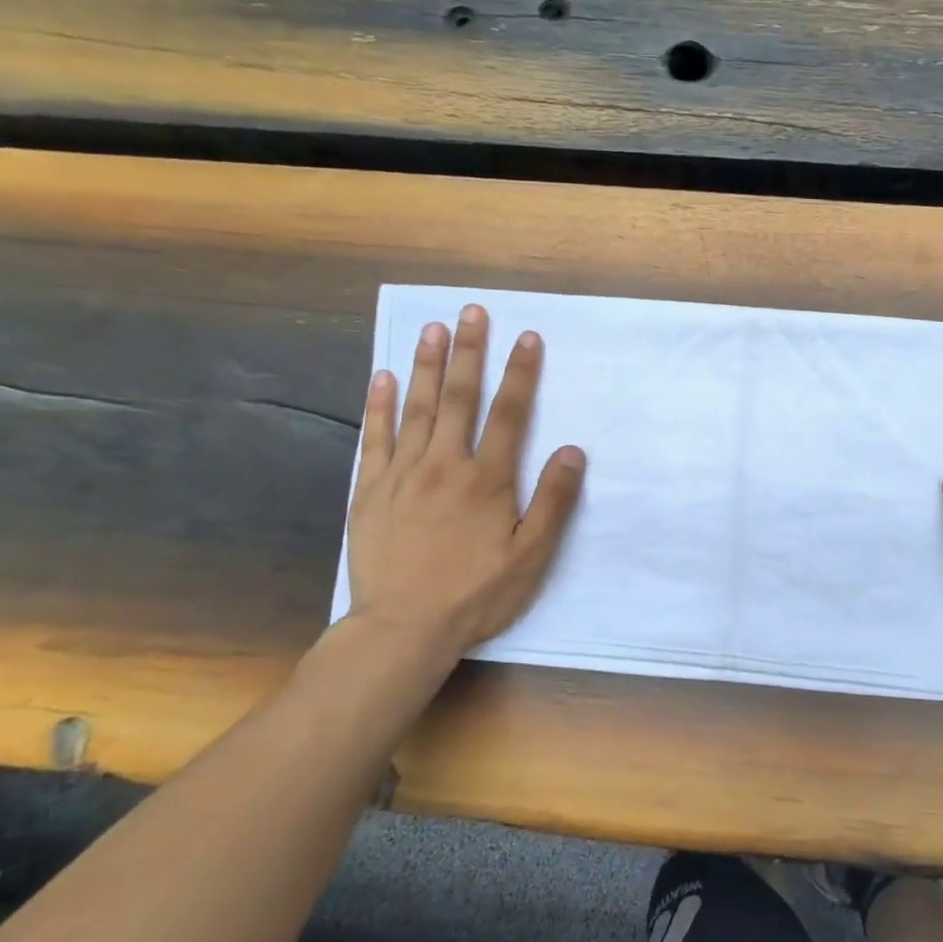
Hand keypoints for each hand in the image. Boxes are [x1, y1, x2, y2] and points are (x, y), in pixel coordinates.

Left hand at [345, 304, 585, 664]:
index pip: (509, 414)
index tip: (528, 338)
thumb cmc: (476, 595)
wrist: (403, 629)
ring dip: (427, 365)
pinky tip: (384, 377)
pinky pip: (375, 438)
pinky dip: (379, 405)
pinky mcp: (370, 491)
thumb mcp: (531, 557)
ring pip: (417, 408)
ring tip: (433, 328)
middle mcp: (445, 465)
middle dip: (469, 352)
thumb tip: (572, 451)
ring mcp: (402, 474)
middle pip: (459, 398)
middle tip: (472, 312)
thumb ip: (553, 501)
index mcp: (487, 480)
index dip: (521, 374)